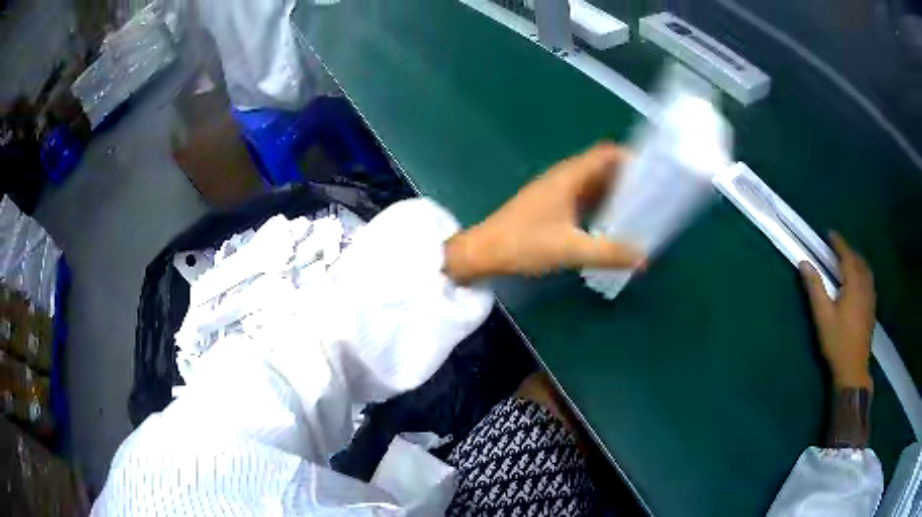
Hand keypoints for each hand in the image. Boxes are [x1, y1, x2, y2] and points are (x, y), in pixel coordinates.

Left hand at [444, 143, 645, 282]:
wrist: (482, 252)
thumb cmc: (523, 244)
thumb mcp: (570, 249)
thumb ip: (608, 253)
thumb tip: (643, 257)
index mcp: (568, 177)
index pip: (605, 154)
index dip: (629, 157)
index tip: (653, 171)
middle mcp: (563, 178)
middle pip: (601, 168)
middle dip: (627, 177)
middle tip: (652, 194)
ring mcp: (554, 191)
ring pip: (591, 184)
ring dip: (613, 192)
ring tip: (639, 208)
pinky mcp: (549, 205)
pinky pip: (581, 197)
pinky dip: (599, 204)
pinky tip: (611, 221)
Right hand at [800, 232, 875, 389]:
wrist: (853, 369)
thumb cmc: (837, 342)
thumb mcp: (823, 316)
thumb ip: (815, 288)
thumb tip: (803, 263)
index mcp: (854, 284)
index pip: (847, 256)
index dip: (839, 243)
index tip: (830, 234)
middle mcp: (865, 286)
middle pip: (859, 261)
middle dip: (849, 251)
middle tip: (838, 249)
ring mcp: (870, 299)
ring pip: (866, 272)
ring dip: (858, 262)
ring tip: (849, 262)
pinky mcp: (872, 309)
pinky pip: (869, 282)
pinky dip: (863, 275)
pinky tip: (859, 283)